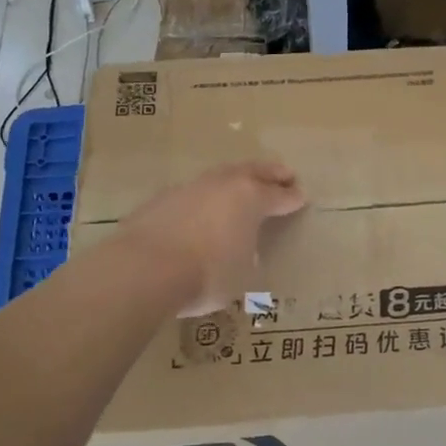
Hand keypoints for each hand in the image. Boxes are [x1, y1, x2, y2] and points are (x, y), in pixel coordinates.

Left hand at [120, 161, 306, 315]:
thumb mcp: (242, 274)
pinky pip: (192, 193)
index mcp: (250, 198)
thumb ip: (247, 255)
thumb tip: (241, 251)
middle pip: (252, 171)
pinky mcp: (161, 199)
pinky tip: (201, 208)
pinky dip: (204, 198)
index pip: (279, 196)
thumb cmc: (207, 274)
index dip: (291, 198)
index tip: (301, 197)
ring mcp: (189, 188)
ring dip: (235, 179)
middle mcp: (222, 185)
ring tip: (242, 184)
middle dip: (270, 172)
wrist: (144, 269)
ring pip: (220, 176)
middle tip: (284, 173)